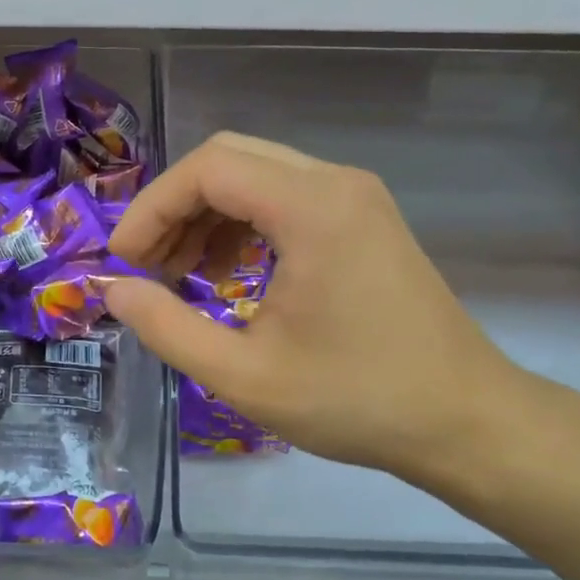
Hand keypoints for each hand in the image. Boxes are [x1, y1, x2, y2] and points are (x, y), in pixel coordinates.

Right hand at [104, 133, 529, 495]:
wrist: (465, 421)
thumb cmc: (356, 401)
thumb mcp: (244, 376)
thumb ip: (166, 327)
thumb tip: (113, 290)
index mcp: (312, 208)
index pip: (207, 169)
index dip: (151, 208)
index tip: (123, 261)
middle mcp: (336, 183)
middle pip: (229, 159)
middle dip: (174, 207)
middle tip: (147, 266)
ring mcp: (356, 197)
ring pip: (256, 174)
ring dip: (206, 214)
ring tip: (181, 274)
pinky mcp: (364, 219)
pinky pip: (285, 197)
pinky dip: (243, 224)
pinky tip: (228, 274)